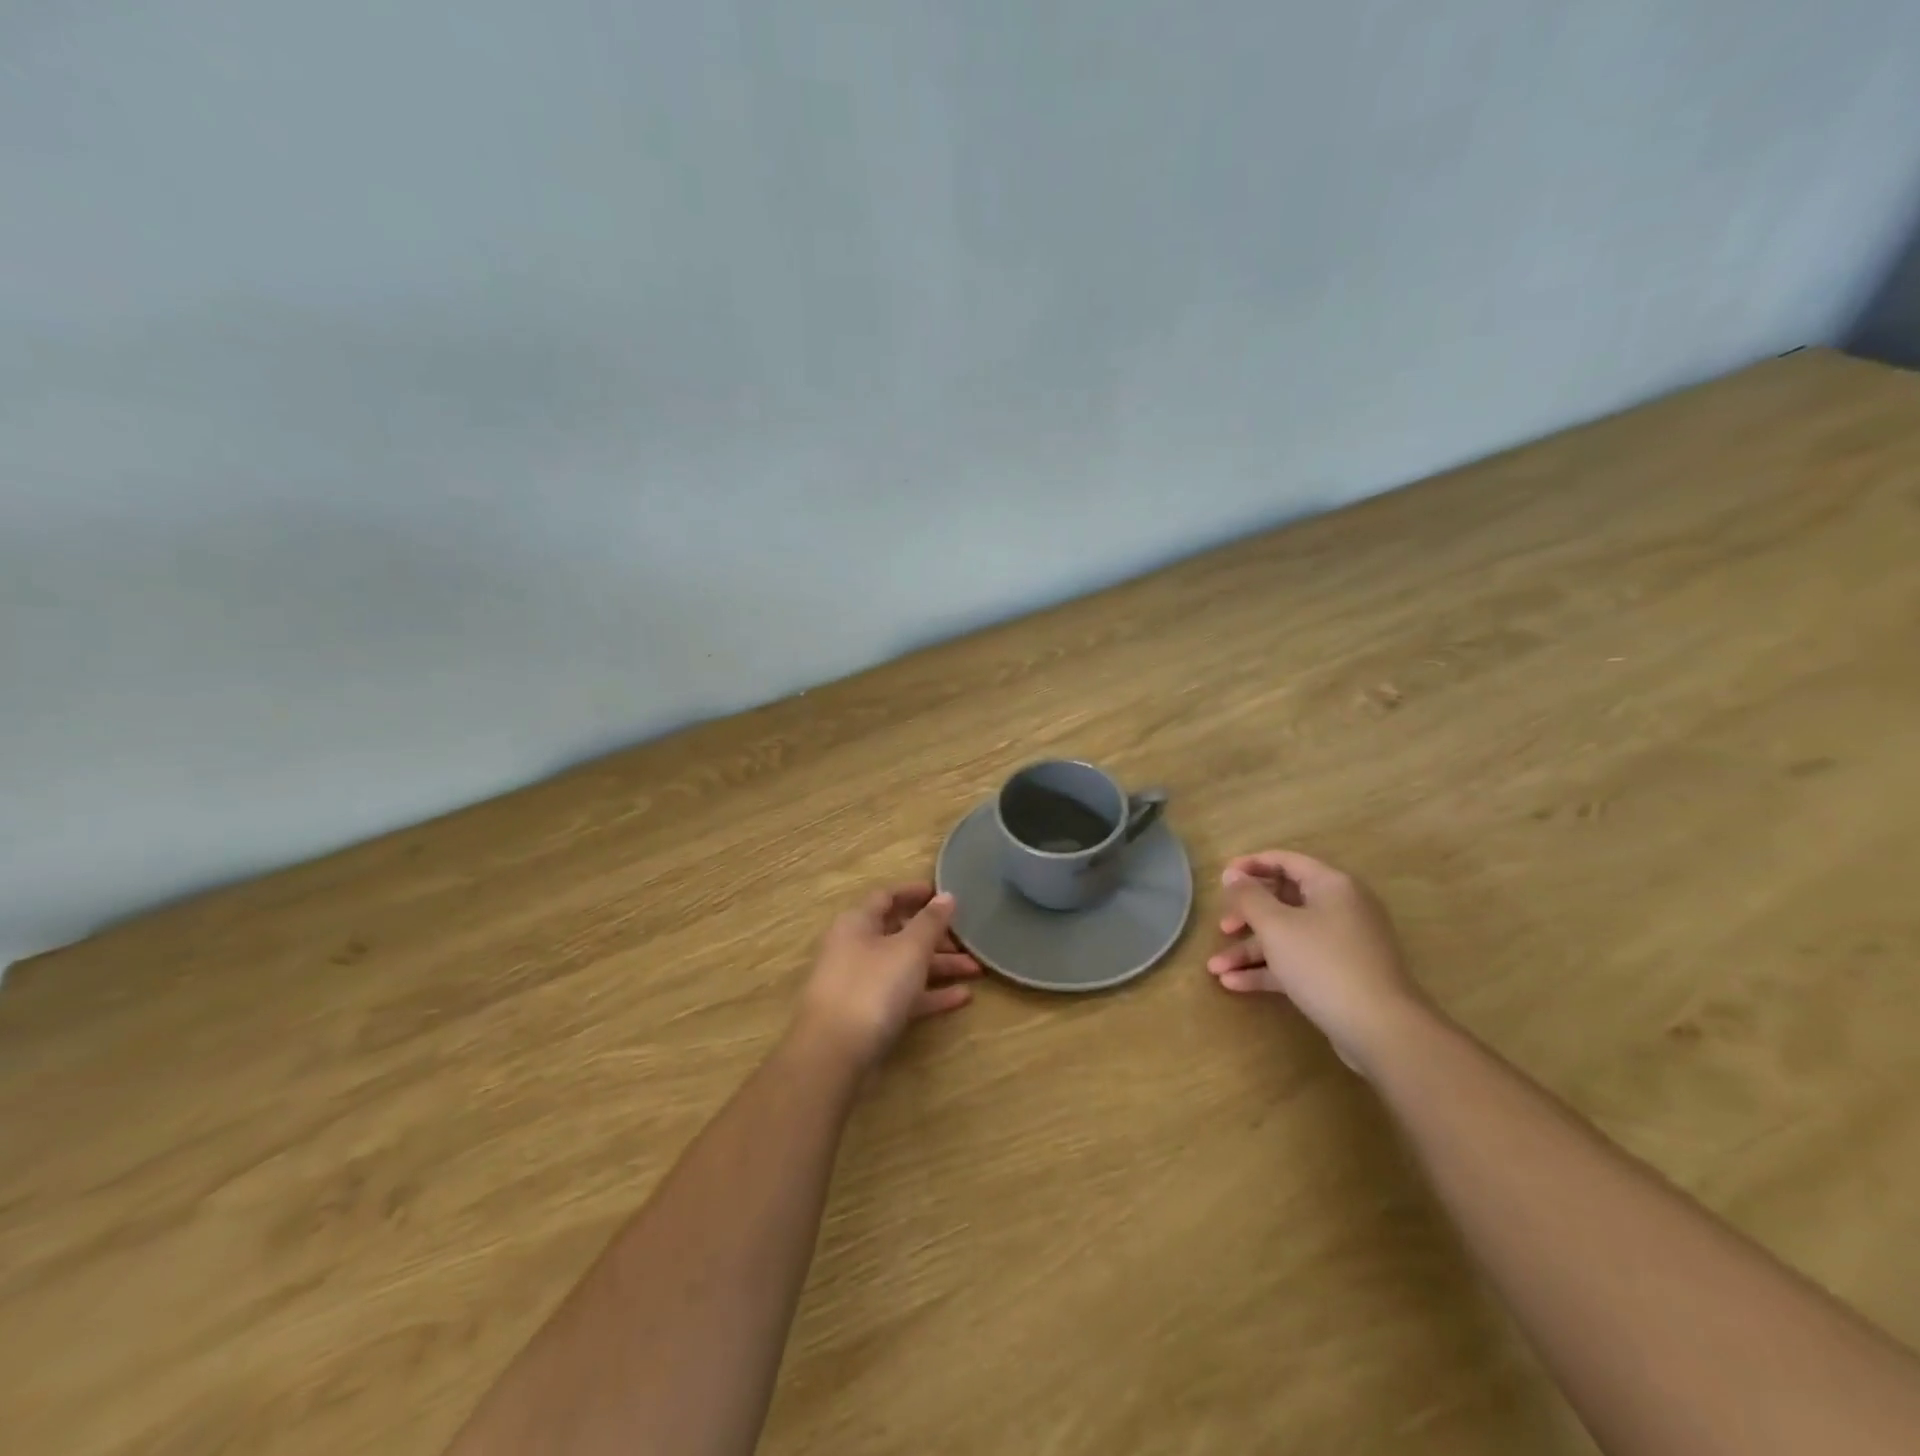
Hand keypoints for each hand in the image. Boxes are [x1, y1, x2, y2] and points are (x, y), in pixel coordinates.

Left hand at [796, 884, 981, 1070]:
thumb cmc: (872, 987)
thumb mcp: (908, 949)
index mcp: (858, 923)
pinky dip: (930, 994)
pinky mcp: (868, 1016)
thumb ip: (930, 922)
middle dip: (936, 936)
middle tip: (969, 939)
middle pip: (899, 933)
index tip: (944, 894)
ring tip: (976, 970)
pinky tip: (962, 998)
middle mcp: (856, 948)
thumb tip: (946, 896)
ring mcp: (861, 984)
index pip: (887, 897)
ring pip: (905, 966)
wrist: (834, 1054)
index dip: (915, 893)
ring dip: (939, 966)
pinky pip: (904, 996)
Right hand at [1206, 850, 1432, 1073]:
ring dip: (1250, 950)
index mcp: (1331, 886)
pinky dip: (1267, 970)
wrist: (1381, 1030)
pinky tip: (1234, 984)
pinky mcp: (1339, 975)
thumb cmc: (1324, 963)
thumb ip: (1249, 897)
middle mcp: (1340, 909)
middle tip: (1222, 927)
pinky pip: (1296, 963)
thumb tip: (1232, 874)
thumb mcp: (1276, 926)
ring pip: (1286, 936)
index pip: (1286, 861)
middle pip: (1283, 901)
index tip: (1222, 878)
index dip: (1251, 865)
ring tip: (1215, 969)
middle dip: (1247, 915)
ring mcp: (1341, 944)